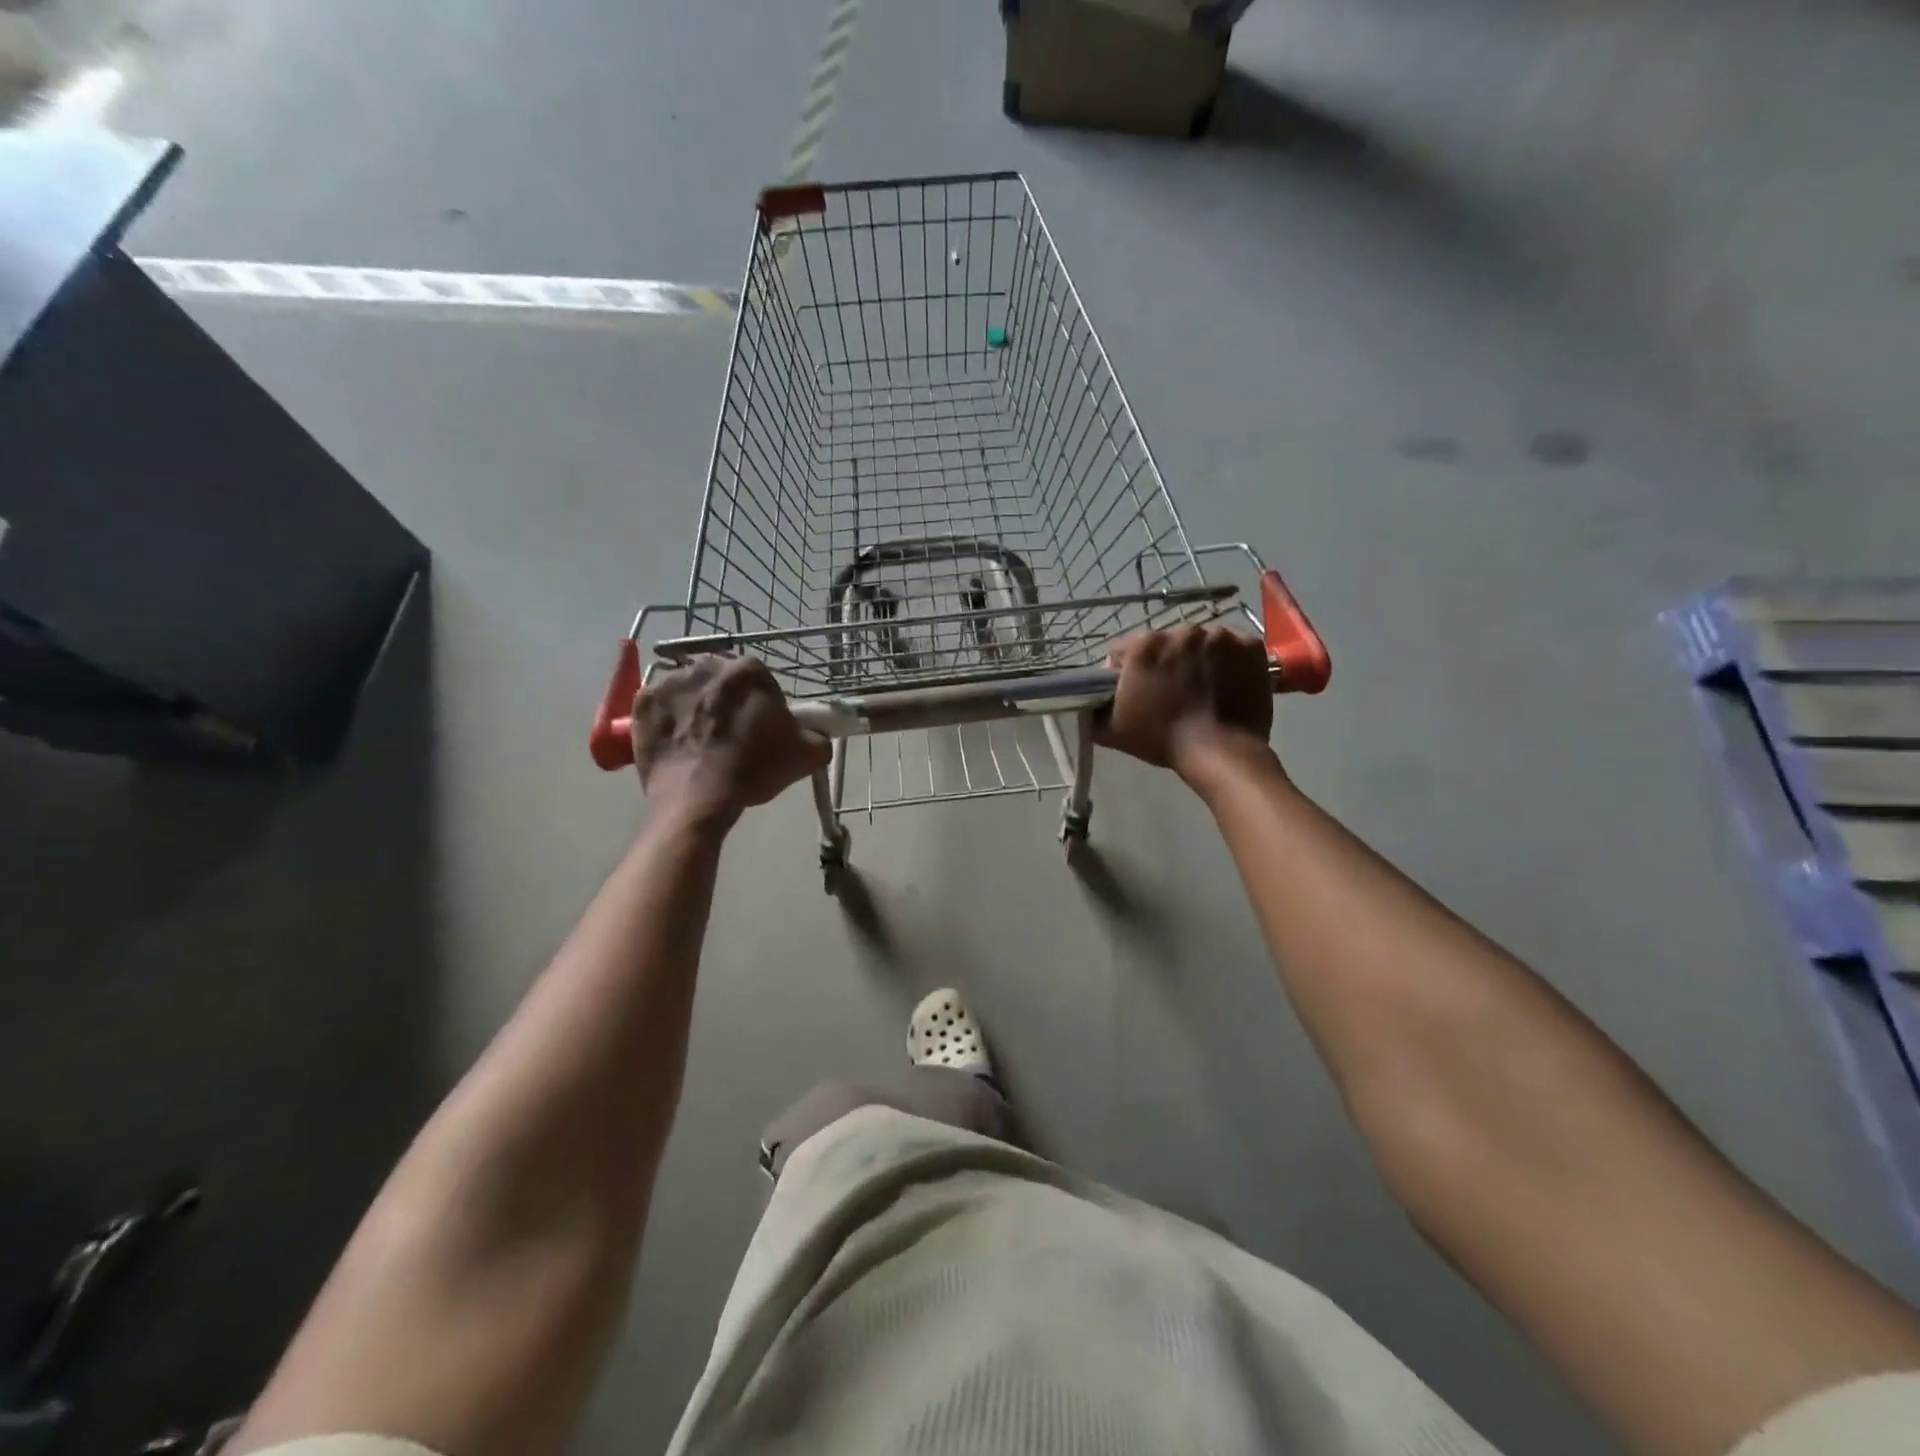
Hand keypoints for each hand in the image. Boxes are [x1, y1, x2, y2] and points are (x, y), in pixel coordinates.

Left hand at [631, 656, 829, 824]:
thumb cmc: (754, 769)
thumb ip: (817, 736)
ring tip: (700, 741)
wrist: (699, 799)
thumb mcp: (807, 755)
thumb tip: (815, 734)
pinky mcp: (641, 702)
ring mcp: (669, 682)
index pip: (759, 679)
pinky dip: (666, 718)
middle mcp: (706, 664)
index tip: (760, 728)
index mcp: (748, 670)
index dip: (761, 703)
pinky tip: (676, 742)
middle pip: (720, 679)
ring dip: (695, 706)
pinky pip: (659, 705)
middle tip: (730, 734)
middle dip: (725, 700)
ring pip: (688, 690)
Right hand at [1095, 625, 1274, 778]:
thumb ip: (1092, 713)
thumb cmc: (1163, 740)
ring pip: (1201, 642)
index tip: (1136, 691)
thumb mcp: (1113, 732)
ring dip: (1198, 659)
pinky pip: (1234, 646)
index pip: (1125, 650)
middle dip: (1165, 662)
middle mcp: (1182, 631)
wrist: (1222, 753)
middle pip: (1166, 643)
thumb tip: (1085, 705)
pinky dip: (1230, 659)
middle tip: (1171, 692)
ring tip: (1203, 688)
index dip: (1126, 671)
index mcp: (1145, 645)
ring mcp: (1220, 636)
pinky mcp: (1250, 646)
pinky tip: (1227, 681)